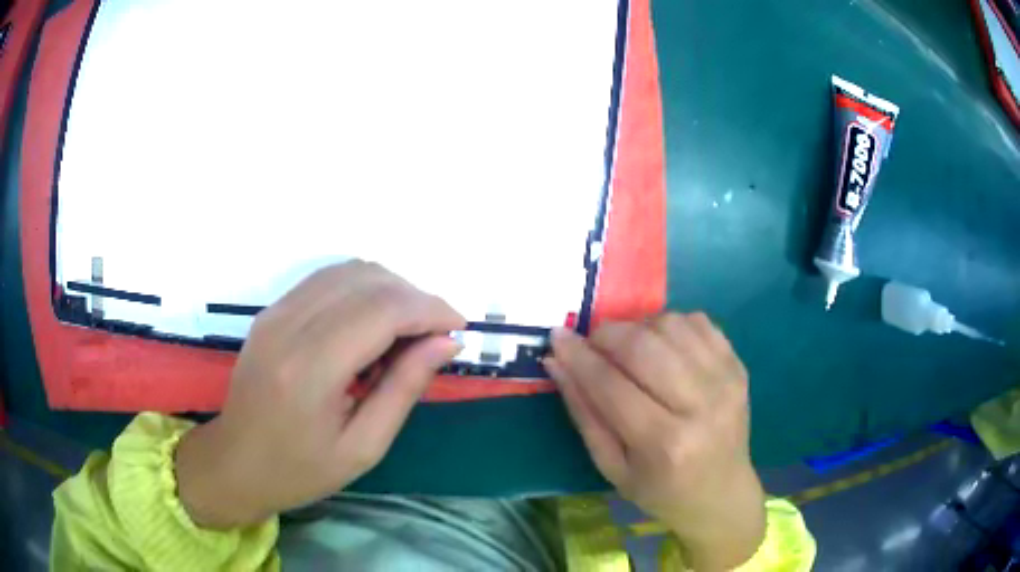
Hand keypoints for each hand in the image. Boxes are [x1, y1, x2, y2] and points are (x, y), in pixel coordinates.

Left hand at [175, 261, 464, 528]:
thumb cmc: (300, 469)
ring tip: (405, 332)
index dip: (430, 309)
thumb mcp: (363, 446)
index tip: (458, 328)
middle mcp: (289, 325)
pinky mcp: (271, 310)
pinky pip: (327, 280)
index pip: (383, 309)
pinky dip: (361, 291)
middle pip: (368, 279)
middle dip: (415, 298)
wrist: (236, 462)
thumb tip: (446, 343)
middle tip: (434, 336)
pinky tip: (370, 326)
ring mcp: (276, 312)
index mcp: (311, 368)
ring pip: (348, 270)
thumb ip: (404, 388)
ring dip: (389, 291)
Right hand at [545, 314, 765, 570]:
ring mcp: (726, 381)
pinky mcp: (738, 366)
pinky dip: (671, 325)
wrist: (721, 494)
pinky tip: (662, 347)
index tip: (557, 337)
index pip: (611, 384)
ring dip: (639, 327)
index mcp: (664, 443)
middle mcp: (700, 405)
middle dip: (607, 335)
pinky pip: (699, 322)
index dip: (579, 356)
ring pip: (671, 325)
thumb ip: (584, 412)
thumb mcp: (612, 467)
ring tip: (629, 349)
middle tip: (593, 343)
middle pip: (644, 346)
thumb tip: (557, 362)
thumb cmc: (660, 490)